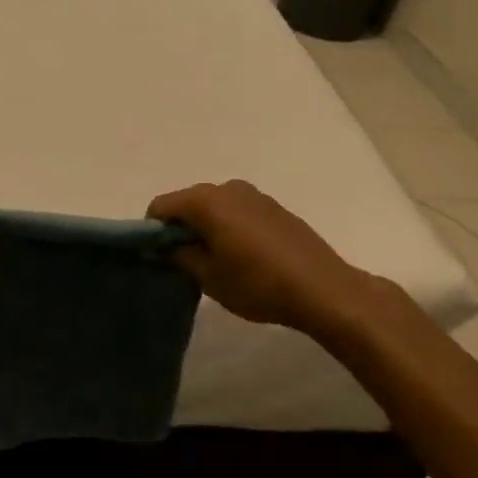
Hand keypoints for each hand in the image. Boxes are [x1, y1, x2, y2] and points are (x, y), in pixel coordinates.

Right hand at [148, 180, 405, 334]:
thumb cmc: (257, 284)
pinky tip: (246, 257)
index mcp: (205, 201)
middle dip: (182, 229)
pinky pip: (238, 212)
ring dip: (208, 228)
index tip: (162, 259)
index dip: (153, 232)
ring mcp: (254, 194)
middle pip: (188, 203)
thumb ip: (179, 255)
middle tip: (189, 264)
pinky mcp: (275, 207)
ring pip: (215, 207)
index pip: (161, 206)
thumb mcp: (208, 277)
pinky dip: (231, 228)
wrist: (324, 289)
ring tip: (220, 263)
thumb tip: (166, 245)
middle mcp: (227, 187)